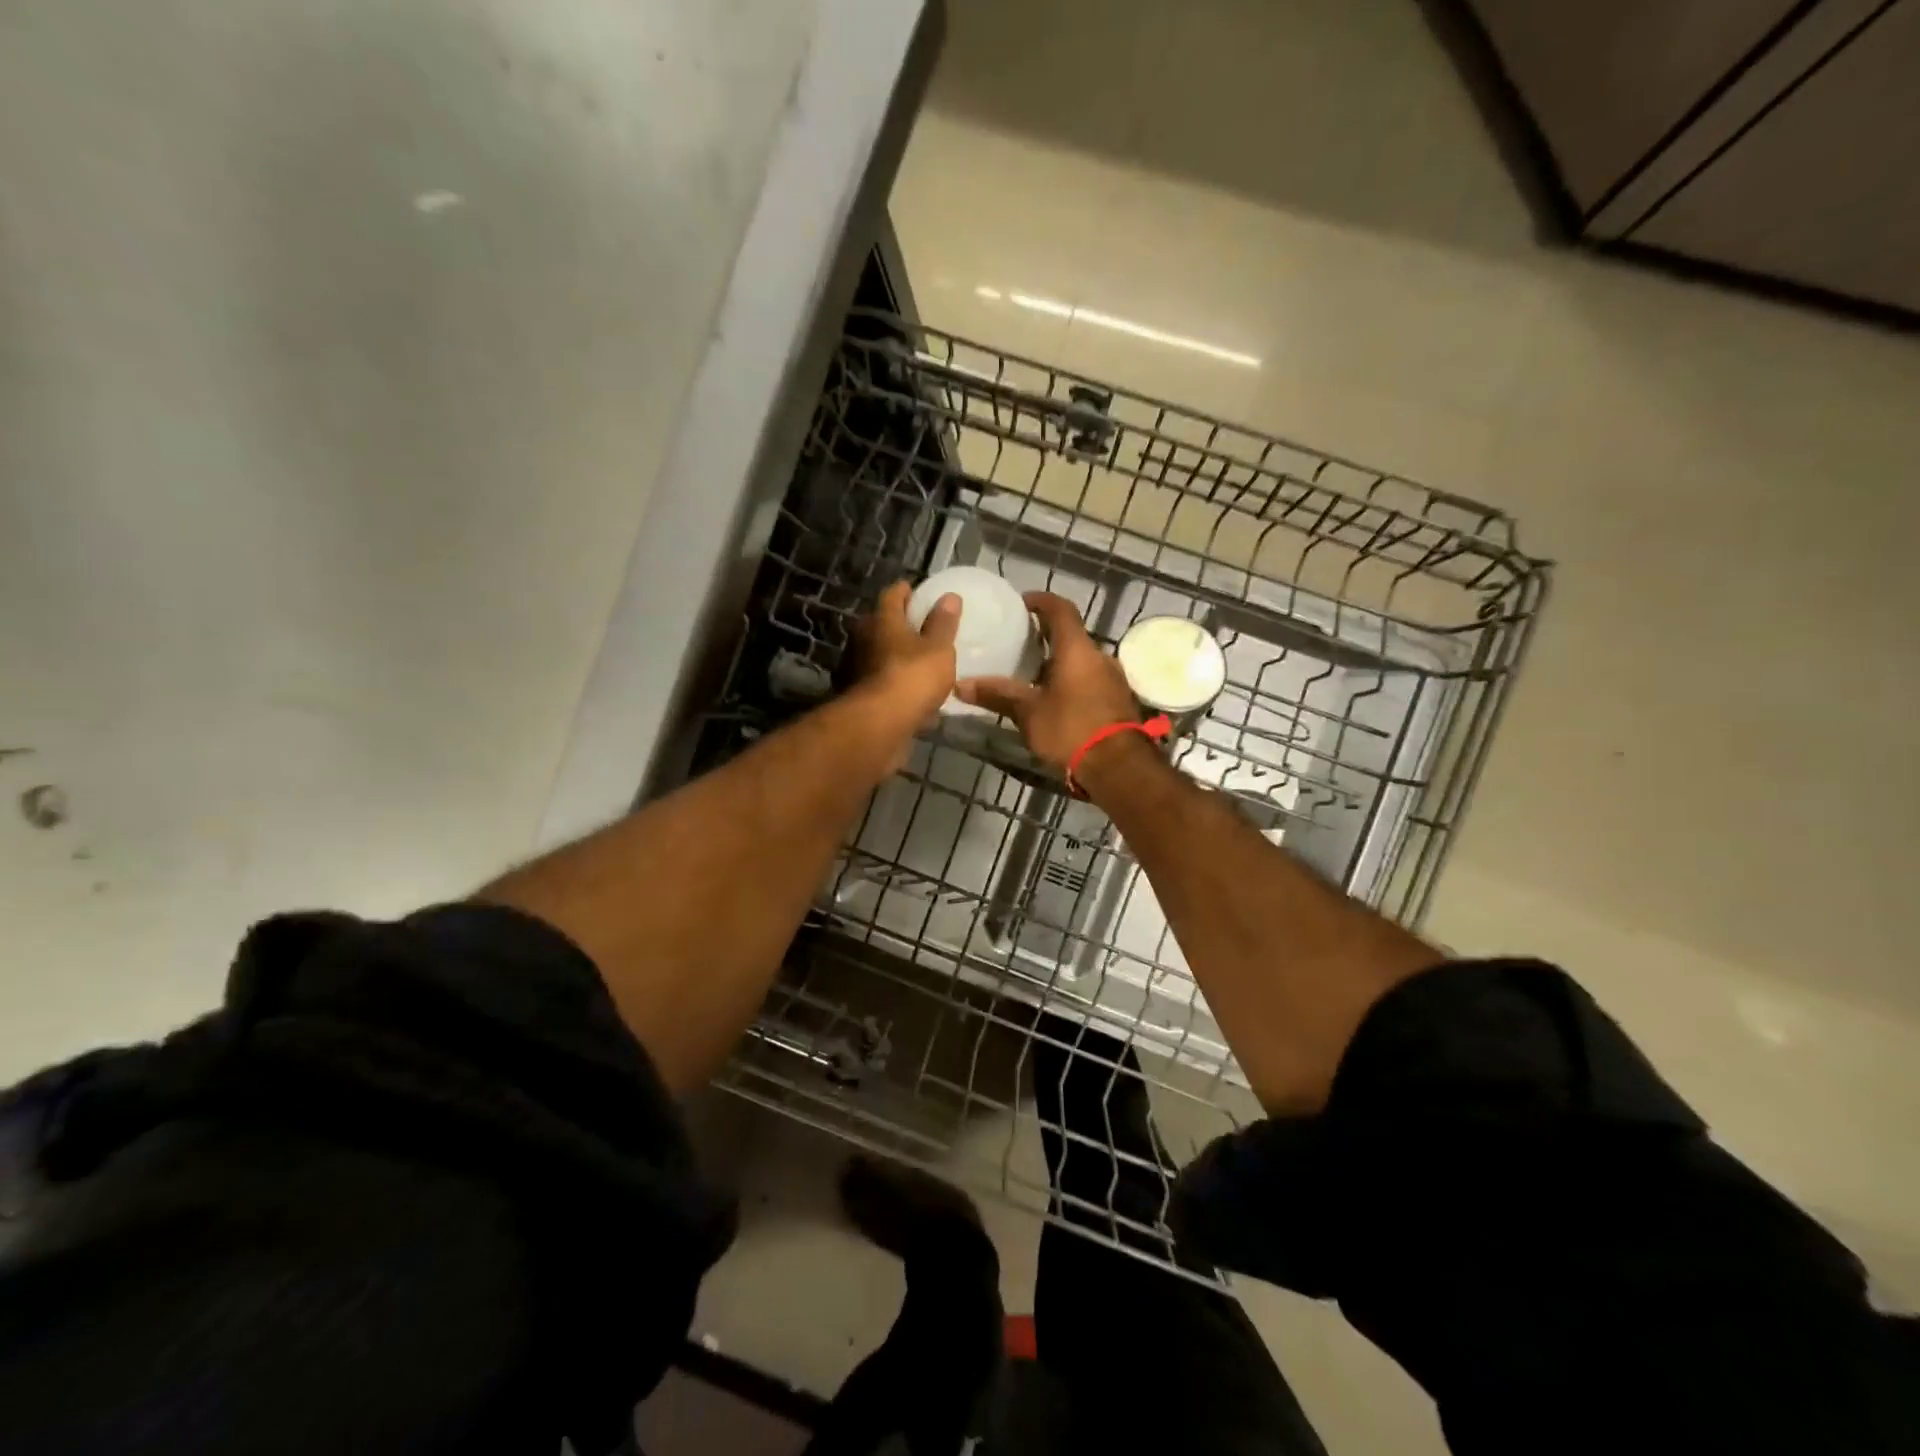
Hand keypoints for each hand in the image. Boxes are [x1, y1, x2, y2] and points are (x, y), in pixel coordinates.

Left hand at [851, 581, 960, 733]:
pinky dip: (892, 680)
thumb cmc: (912, 677)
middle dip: (899, 624)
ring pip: (878, 653)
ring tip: (919, 661)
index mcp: (881, 620)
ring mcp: (855, 668)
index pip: (892, 594)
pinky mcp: (857, 695)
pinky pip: (879, 680)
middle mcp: (862, 638)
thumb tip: (949, 597)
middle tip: (922, 628)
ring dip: (894, 655)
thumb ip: (943, 624)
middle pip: (881, 623)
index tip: (918, 592)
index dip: (906, 591)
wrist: (879, 725)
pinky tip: (908, 691)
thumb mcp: (939, 648)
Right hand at [955, 592, 1139, 771]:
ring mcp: (1113, 679)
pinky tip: (1055, 700)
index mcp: (1076, 649)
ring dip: (1060, 663)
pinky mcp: (1118, 701)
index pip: (1060, 609)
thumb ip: (997, 695)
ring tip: (1033, 675)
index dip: (1041, 601)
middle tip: (1020, 644)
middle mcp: (1099, 656)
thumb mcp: (1028, 713)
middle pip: (1071, 636)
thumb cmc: (1071, 729)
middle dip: (1047, 636)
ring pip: (1082, 661)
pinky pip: (1091, 680)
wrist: (1119, 767)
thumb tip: (960, 684)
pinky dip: (1072, 682)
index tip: (1022, 603)